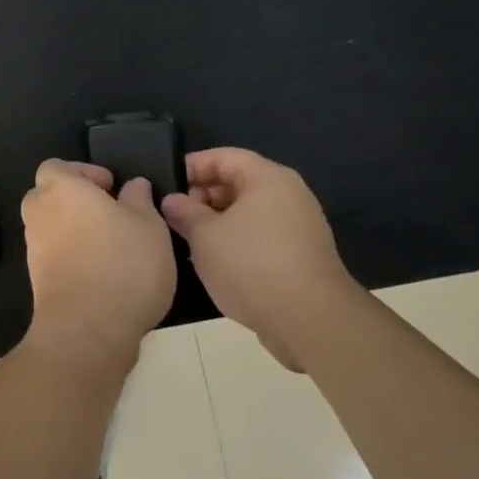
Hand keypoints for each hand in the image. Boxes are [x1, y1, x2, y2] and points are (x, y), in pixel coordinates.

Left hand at [21, 160, 176, 372]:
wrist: (88, 331)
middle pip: (50, 196)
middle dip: (76, 201)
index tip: (111, 188)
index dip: (83, 172)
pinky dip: (73, 258)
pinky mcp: (38, 281)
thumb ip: (139, 199)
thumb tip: (133, 186)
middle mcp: (40, 214)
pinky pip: (54, 256)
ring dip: (76, 231)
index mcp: (61, 189)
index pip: (56, 167)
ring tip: (114, 246)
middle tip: (111, 214)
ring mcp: (34, 249)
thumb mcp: (149, 225)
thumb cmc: (123, 264)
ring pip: (52, 228)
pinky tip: (104, 273)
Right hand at [161, 148, 352, 369]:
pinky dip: (239, 240)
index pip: (224, 157)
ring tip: (192, 240)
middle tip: (177, 216)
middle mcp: (289, 194)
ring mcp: (300, 226)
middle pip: (239, 182)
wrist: (311, 322)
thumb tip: (172, 200)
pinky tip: (219, 262)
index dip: (192, 166)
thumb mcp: (205, 236)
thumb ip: (185, 212)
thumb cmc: (252, 265)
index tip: (167, 185)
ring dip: (219, 221)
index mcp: (268, 178)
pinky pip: (263, 234)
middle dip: (204, 196)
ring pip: (250, 211)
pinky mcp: (303, 255)